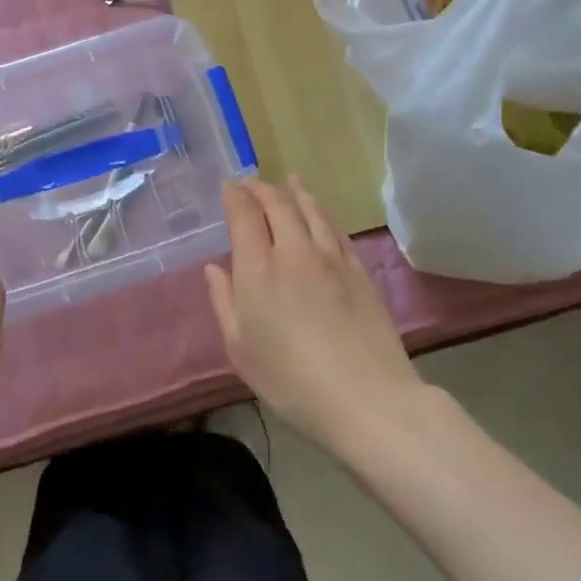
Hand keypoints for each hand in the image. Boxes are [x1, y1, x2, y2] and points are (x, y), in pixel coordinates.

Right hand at [204, 176, 420, 454]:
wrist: (366, 398)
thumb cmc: (291, 380)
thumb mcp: (240, 349)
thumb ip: (223, 302)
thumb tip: (213, 268)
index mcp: (258, 269)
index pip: (244, 215)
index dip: (235, 196)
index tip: (229, 187)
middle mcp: (294, 252)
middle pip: (278, 204)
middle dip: (261, 188)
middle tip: (251, 183)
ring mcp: (331, 258)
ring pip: (311, 210)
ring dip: (295, 192)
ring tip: (288, 182)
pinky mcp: (359, 270)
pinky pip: (336, 229)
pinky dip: (322, 212)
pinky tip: (319, 212)